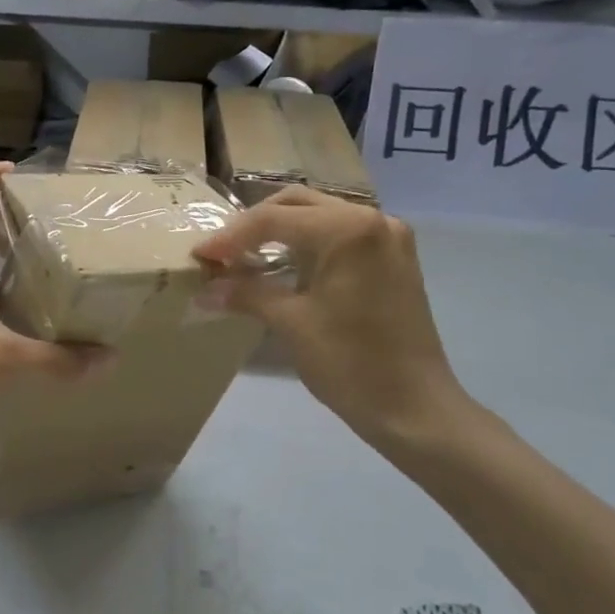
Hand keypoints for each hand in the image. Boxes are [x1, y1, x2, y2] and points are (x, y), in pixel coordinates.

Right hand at [192, 189, 470, 460]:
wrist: (415, 409)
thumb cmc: (350, 363)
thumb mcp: (291, 323)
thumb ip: (246, 294)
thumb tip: (205, 289)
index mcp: (347, 229)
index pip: (273, 220)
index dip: (230, 238)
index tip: (199, 257)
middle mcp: (372, 219)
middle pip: (297, 204)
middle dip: (254, 225)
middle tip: (222, 252)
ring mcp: (388, 237)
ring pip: (319, 215)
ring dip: (281, 231)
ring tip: (245, 256)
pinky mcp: (394, 257)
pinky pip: (341, 234)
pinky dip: (308, 243)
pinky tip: (284, 264)